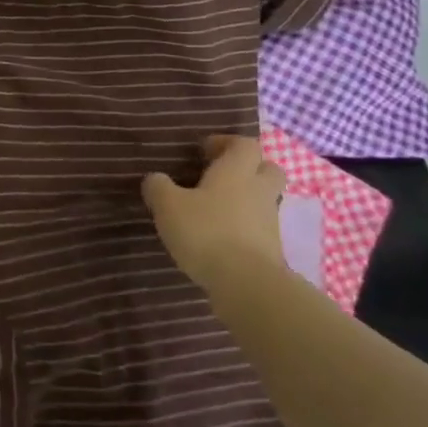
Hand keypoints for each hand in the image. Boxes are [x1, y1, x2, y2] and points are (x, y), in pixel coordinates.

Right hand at [141, 135, 286, 293]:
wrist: (246, 283)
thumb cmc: (206, 232)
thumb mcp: (168, 205)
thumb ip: (158, 187)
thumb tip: (155, 179)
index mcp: (236, 171)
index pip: (244, 144)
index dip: (226, 143)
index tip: (204, 151)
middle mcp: (258, 191)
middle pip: (267, 168)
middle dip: (247, 168)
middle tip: (220, 176)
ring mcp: (269, 221)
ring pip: (263, 200)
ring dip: (245, 200)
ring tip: (214, 211)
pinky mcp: (272, 249)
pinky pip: (259, 228)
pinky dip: (243, 228)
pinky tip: (220, 239)